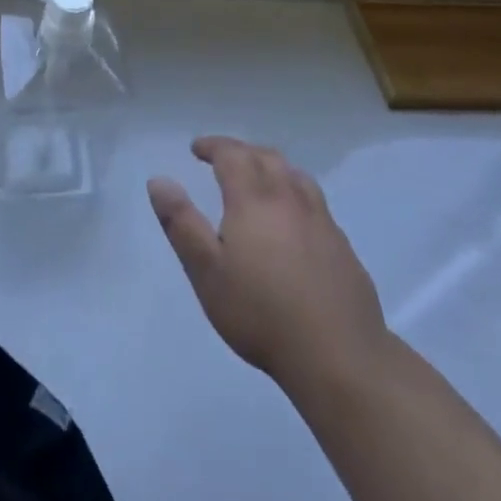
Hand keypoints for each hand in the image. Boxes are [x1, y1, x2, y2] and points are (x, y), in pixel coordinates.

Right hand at [149, 137, 388, 394]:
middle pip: (265, 157)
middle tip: (223, 158)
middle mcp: (289, 198)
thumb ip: (181, 223)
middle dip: (241, 151)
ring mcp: (321, 220)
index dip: (213, 146)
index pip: (232, 154)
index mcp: (253, 199)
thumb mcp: (206, 272)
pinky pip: (315, 201)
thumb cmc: (261, 313)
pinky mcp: (342, 244)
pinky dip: (295, 192)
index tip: (197, 149)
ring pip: (295, 175)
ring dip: (271, 166)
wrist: (338, 355)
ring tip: (259, 177)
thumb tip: (159, 180)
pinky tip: (294, 218)